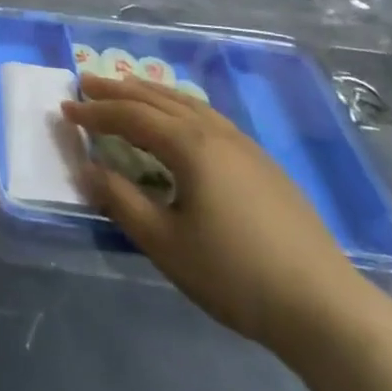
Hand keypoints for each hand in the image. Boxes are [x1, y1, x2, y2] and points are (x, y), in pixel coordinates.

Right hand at [62, 74, 375, 352]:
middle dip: (118, 90)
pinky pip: (208, 116)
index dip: (95, 112)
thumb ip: (120, 200)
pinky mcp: (263, 163)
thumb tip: (86, 168)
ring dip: (150, 92)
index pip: (131, 117)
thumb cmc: (235, 275)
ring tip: (126, 87)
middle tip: (85, 81)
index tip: (65, 108)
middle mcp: (215, 133)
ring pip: (187, 103)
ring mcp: (244, 146)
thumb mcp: (165, 243)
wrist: (326, 308)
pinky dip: (179, 106)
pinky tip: (179, 118)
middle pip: (157, 100)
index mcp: (190, 147)